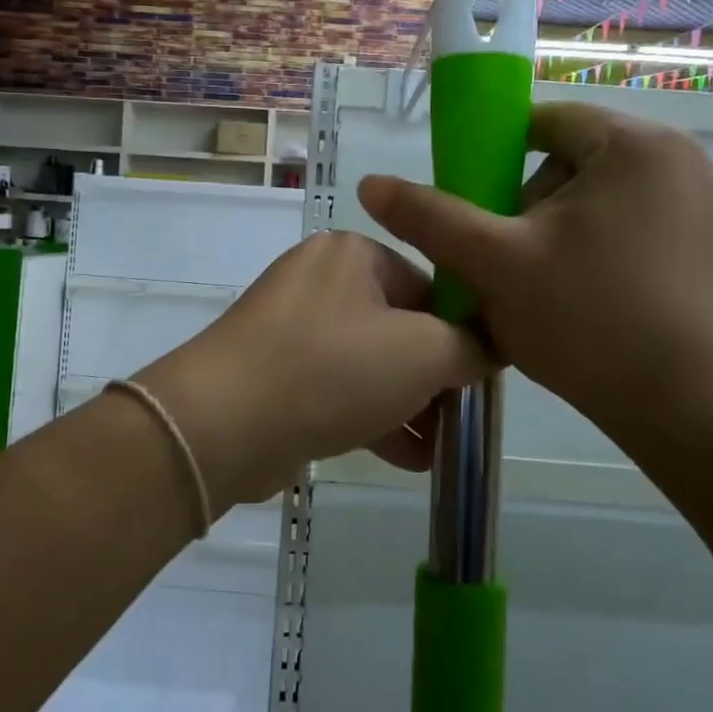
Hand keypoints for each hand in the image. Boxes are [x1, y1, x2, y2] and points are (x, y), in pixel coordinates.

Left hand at [138, 231, 490, 507]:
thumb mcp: (423, 353)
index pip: (430, 286)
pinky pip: (337, 387)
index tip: (481, 381)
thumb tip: (488, 347)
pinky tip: (407, 458)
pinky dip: (371, 416)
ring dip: (408, 404)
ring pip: (368, 362)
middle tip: (461, 419)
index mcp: (354, 253)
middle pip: (399, 326)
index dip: (462, 335)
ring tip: (440, 447)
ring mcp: (291, 326)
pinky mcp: (274, 370)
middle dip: (434, 378)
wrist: (224, 422)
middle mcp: (320, 279)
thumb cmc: (334, 370)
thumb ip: (470, 346)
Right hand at [357, 101, 712, 449]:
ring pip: (597, 198)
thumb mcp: (494, 263)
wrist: (688, 410)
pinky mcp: (708, 244)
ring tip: (536, 286)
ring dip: (555, 231)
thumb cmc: (587, 320)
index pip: (544, 122)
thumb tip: (369, 184)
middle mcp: (679, 159)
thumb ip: (430, 217)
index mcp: (636, 144)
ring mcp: (702, 204)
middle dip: (526, 204)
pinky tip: (577, 297)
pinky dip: (592, 249)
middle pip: (571, 161)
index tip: (473, 208)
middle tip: (503, 259)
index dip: (494, 158)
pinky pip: (628, 225)